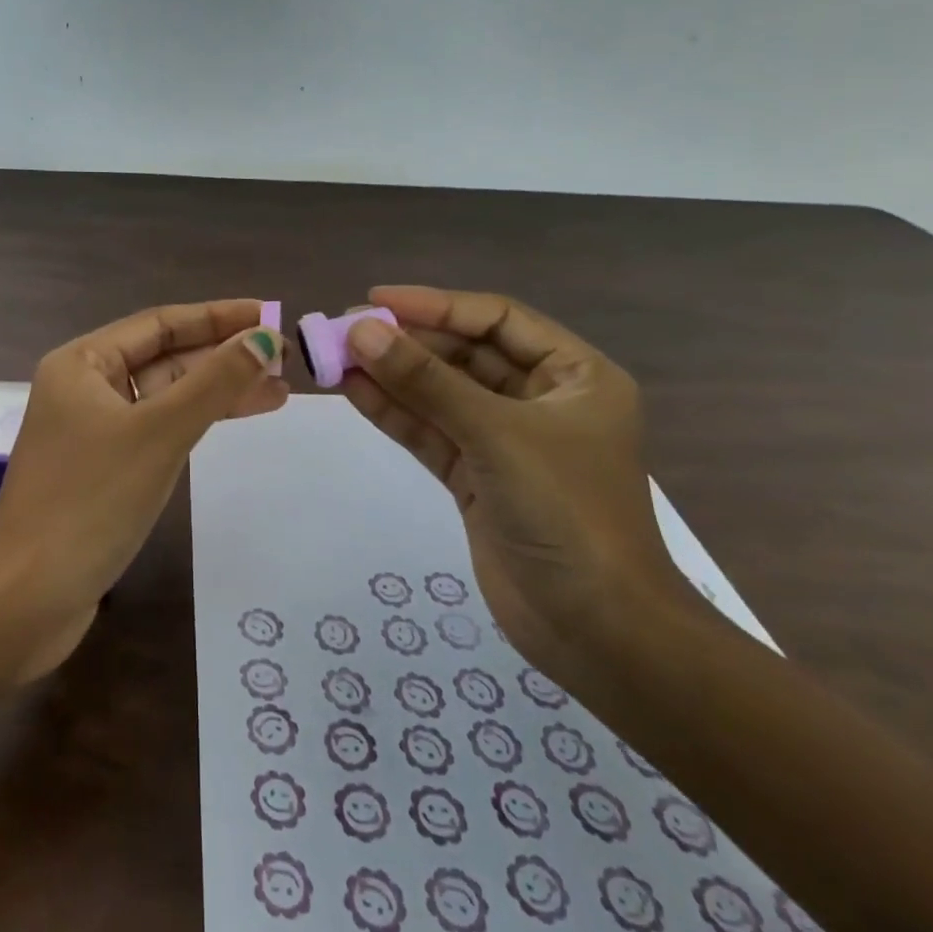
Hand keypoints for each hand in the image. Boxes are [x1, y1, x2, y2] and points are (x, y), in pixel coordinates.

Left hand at [0, 300, 286, 680]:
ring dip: (215, 392)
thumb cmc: (91, 501)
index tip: (271, 316)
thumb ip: (215, 383)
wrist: (28, 597)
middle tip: (284, 361)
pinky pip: (156, 430)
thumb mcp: (160, 433)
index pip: (160, 324)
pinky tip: (229, 423)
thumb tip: (265, 339)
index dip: (218, 317)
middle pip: (164, 358)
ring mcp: (91, 431)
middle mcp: (83, 388)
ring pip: (163, 397)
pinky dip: (193, 424)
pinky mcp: (101, 470)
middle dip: (222, 356)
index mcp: (82, 363)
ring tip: (277, 393)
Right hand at [337, 285, 698, 683]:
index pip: (496, 320)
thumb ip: (426, 382)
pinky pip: (431, 432)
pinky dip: (394, 413)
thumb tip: (360, 330)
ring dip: (392, 376)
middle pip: (464, 355)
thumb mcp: (497, 435)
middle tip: (344, 330)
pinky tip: (353, 392)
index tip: (376, 300)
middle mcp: (541, 401)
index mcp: (574, 376)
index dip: (436, 305)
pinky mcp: (477, 477)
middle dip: (407, 342)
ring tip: (335, 356)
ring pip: (441, 394)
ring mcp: (506, 441)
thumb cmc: (567, 514)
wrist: (597, 631)